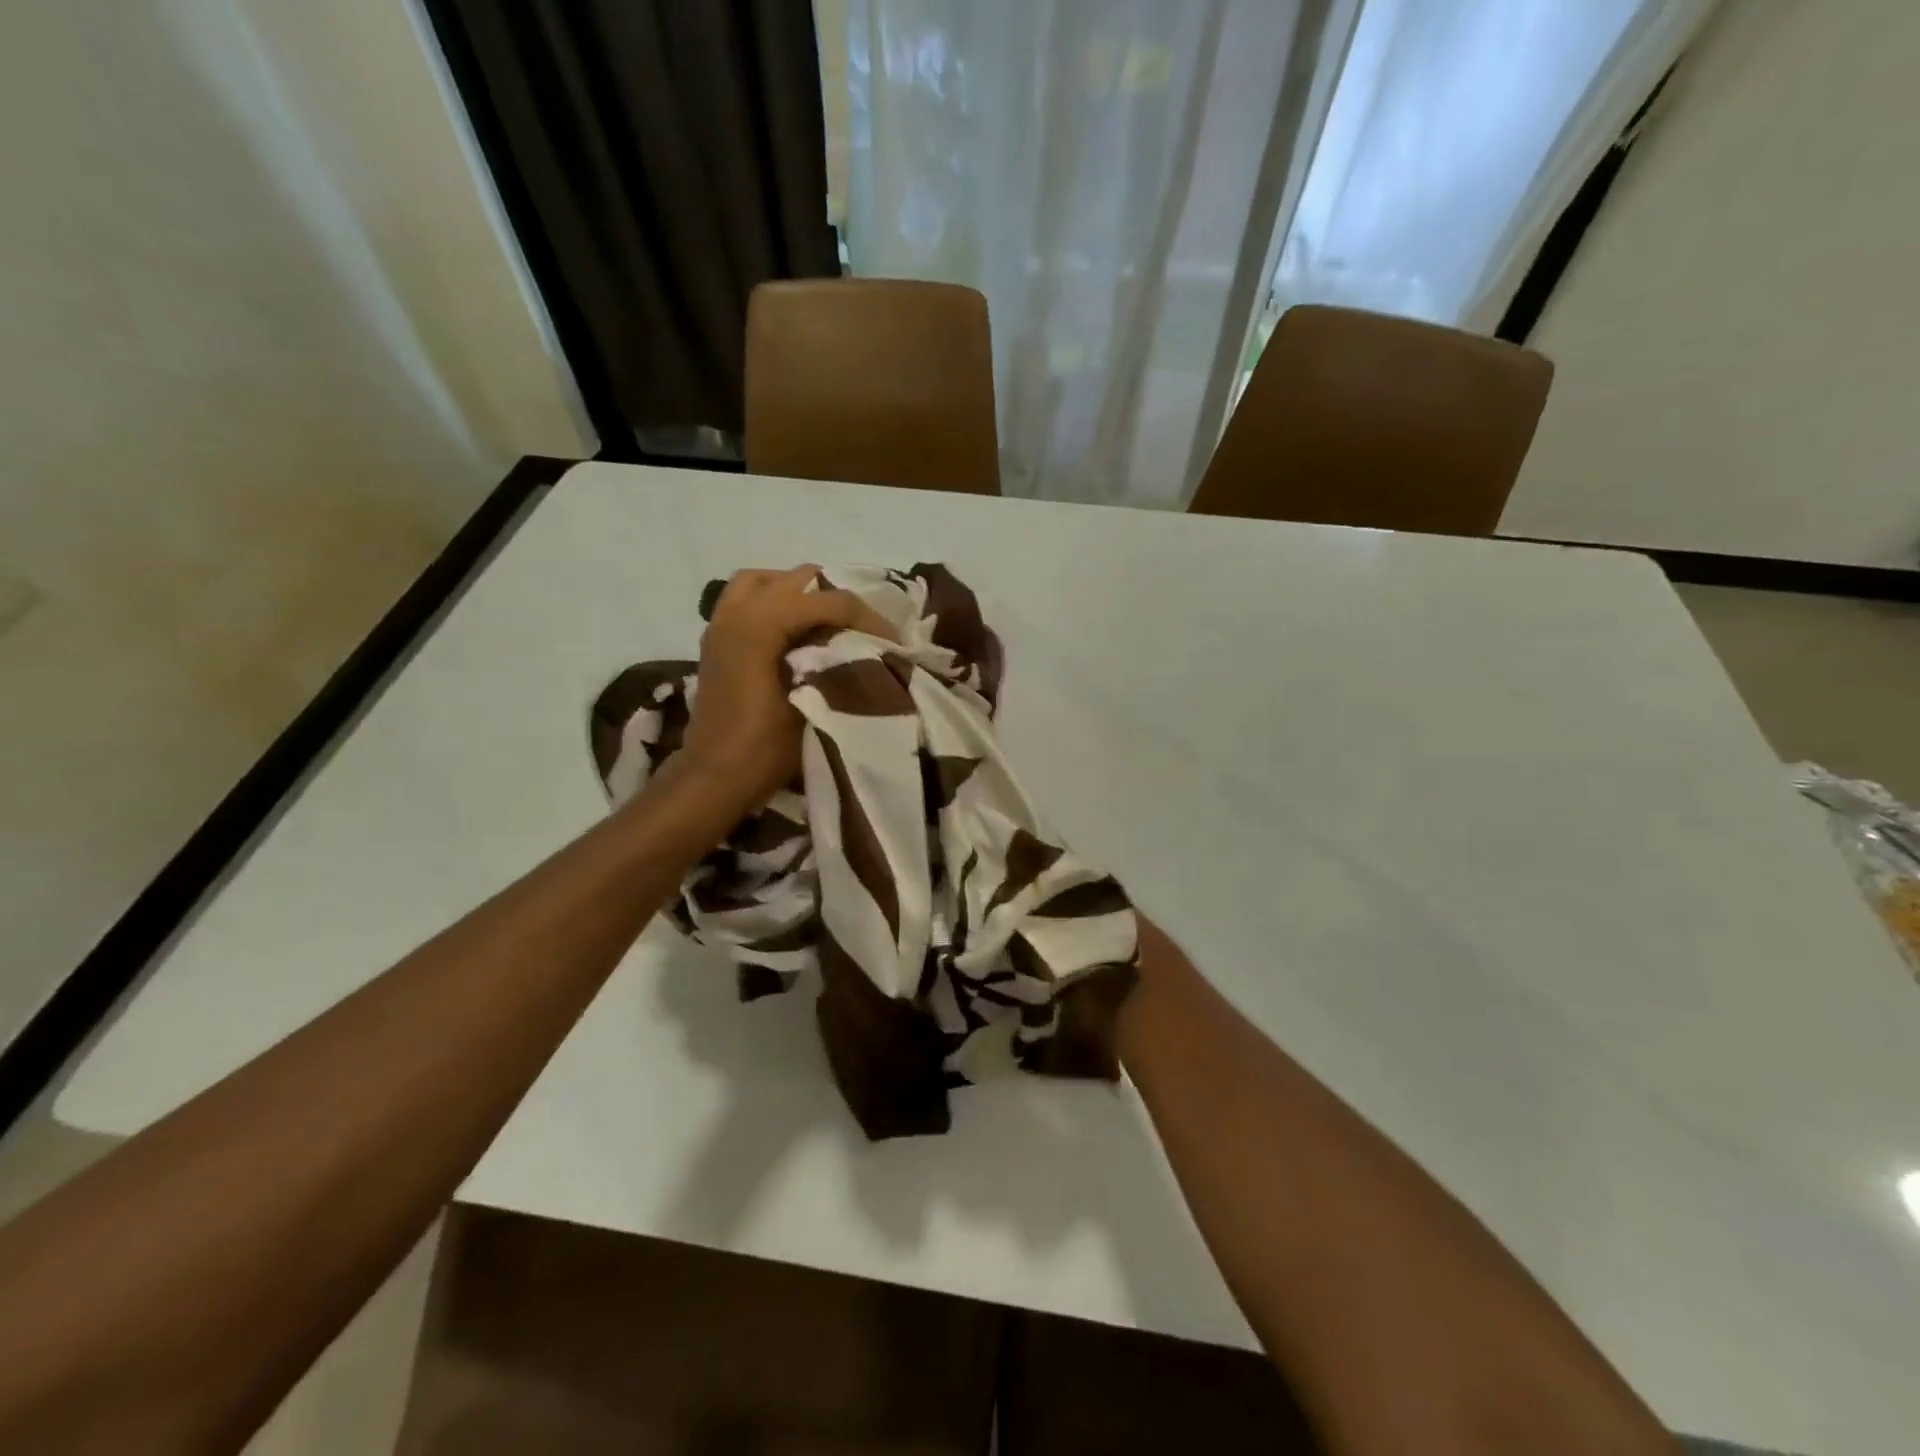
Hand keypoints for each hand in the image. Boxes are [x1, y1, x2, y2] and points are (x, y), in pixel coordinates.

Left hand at [680, 566, 887, 809]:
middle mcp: (736, 613)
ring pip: (766, 581)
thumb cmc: (765, 749)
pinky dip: (776, 604)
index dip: (866, 616)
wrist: (714, 778)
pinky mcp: (717, 640)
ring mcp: (721, 624)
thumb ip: (840, 667)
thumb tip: (871, 651)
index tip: (892, 641)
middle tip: (864, 630)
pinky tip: (797, 634)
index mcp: (758, 626)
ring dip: (801, 594)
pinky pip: (748, 599)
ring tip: (827, 621)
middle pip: (797, 580)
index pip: (826, 599)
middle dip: (837, 599)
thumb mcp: (814, 708)